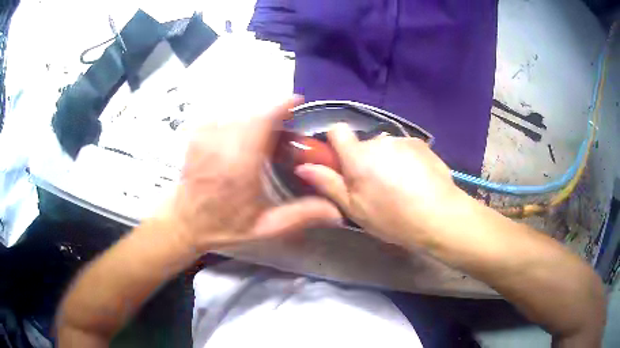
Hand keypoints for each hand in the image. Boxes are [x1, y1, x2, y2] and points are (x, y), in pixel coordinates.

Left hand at [163, 98, 341, 251]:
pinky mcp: (197, 135)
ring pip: (237, 112)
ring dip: (254, 117)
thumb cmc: (224, 227)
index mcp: (239, 165)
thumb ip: (301, 216)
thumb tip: (337, 212)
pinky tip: (241, 137)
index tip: (297, 102)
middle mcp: (220, 144)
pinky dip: (236, 120)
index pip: (262, 121)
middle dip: (272, 114)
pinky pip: (222, 116)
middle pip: (252, 112)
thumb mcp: (265, 228)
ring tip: (263, 135)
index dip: (281, 106)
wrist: (184, 223)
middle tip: (284, 129)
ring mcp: (205, 137)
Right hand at [295, 123, 466, 246]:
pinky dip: (405, 161)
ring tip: (400, 187)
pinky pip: (404, 149)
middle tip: (375, 188)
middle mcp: (380, 141)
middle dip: (364, 160)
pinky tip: (416, 182)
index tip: (341, 164)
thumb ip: (329, 184)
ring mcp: (404, 140)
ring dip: (386, 161)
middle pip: (363, 144)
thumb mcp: (355, 208)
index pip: (337, 130)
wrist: (440, 215)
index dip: (335, 144)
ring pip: (385, 148)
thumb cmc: (393, 217)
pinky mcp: (422, 145)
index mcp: (358, 156)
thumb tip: (303, 166)